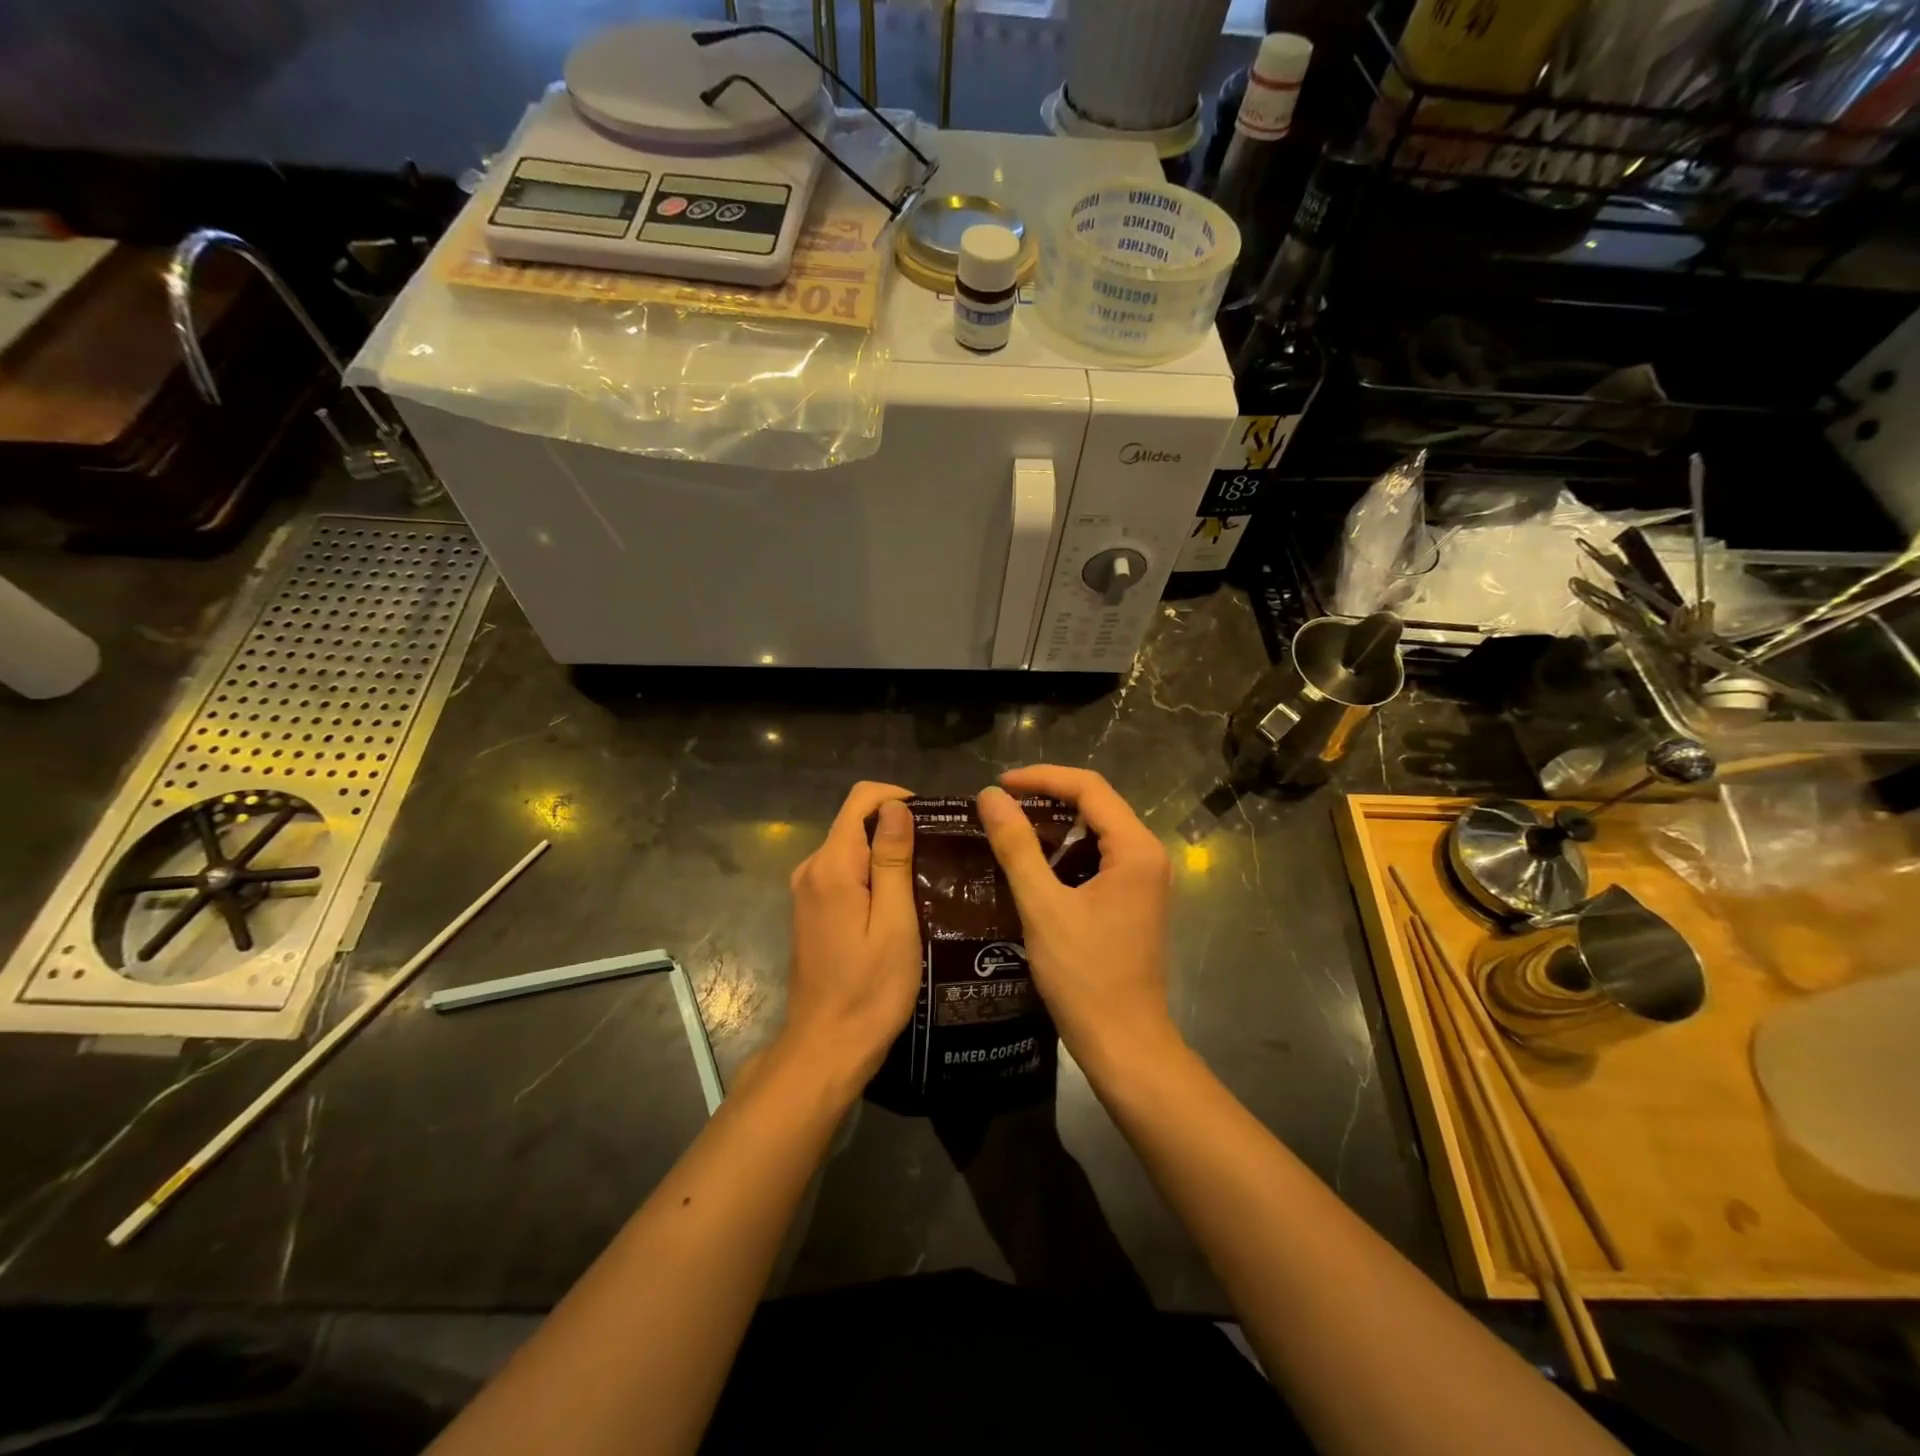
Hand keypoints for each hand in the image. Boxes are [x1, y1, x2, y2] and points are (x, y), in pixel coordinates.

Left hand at [781, 781, 920, 1093]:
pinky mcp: (811, 910)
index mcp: (831, 866)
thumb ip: (892, 860)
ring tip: (928, 877)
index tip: (933, 820)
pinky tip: (901, 900)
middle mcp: (811, 869)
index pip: (860, 799)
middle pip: (854, 821)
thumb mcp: (894, 924)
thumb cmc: (870, 990)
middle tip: (939, 854)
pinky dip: (872, 874)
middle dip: (896, 826)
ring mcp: (807, 891)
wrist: (826, 1048)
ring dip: (886, 852)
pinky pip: (844, 872)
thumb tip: (895, 807)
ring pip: (851, 847)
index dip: (897, 797)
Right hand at [975, 766, 1178, 1078]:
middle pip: (1096, 803)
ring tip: (1009, 827)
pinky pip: (1098, 857)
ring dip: (1055, 824)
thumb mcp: (1043, 906)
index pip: (1089, 787)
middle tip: (999, 805)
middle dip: (1047, 797)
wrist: (1123, 1042)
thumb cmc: (1084, 976)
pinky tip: (1032, 862)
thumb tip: (991, 796)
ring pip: (1096, 831)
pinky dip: (1065, 851)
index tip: (999, 785)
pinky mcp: (1133, 899)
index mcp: (1135, 849)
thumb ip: (1017, 846)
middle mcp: (1146, 855)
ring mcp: (1143, 879)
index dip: (1042, 777)